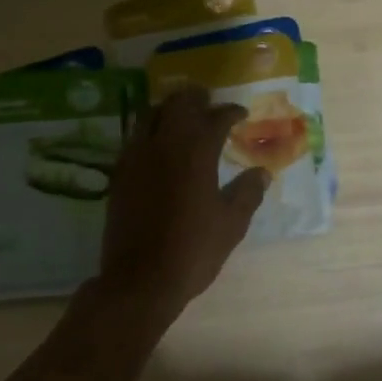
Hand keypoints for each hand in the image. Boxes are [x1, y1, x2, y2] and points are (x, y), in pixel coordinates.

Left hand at [96, 87, 268, 318]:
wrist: (139, 281)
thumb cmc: (193, 250)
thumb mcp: (232, 224)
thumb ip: (248, 192)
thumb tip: (262, 172)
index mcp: (196, 153)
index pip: (215, 118)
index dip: (230, 112)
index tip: (240, 114)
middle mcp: (164, 145)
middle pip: (178, 105)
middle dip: (196, 99)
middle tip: (209, 104)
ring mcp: (136, 157)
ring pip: (151, 114)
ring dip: (170, 110)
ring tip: (183, 117)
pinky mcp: (119, 174)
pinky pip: (135, 137)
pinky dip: (150, 130)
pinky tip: (159, 145)